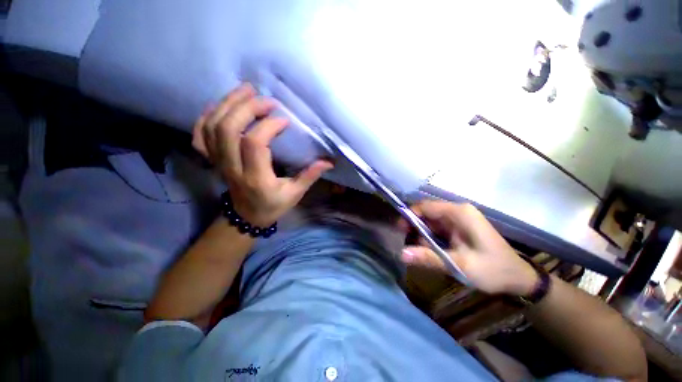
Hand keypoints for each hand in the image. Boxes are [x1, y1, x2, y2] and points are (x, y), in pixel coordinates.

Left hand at [192, 83, 333, 225]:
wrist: (246, 216)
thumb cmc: (273, 205)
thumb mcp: (294, 194)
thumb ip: (309, 176)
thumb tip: (329, 162)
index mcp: (255, 177)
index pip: (254, 143)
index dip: (268, 126)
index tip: (284, 120)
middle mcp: (232, 167)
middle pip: (228, 129)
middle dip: (247, 108)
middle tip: (266, 99)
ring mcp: (218, 162)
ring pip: (212, 127)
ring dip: (227, 104)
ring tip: (246, 90)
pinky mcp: (212, 159)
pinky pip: (201, 135)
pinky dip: (207, 116)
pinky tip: (221, 105)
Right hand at [401, 200, 538, 295]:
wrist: (519, 279)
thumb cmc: (493, 270)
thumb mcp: (459, 265)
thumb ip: (429, 258)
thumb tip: (401, 254)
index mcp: (459, 213)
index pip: (425, 206)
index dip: (409, 216)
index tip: (399, 231)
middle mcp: (457, 212)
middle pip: (426, 214)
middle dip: (415, 229)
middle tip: (410, 247)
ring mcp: (458, 220)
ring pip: (430, 223)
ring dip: (422, 236)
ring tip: (423, 253)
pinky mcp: (458, 228)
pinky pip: (437, 229)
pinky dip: (430, 240)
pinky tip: (432, 252)